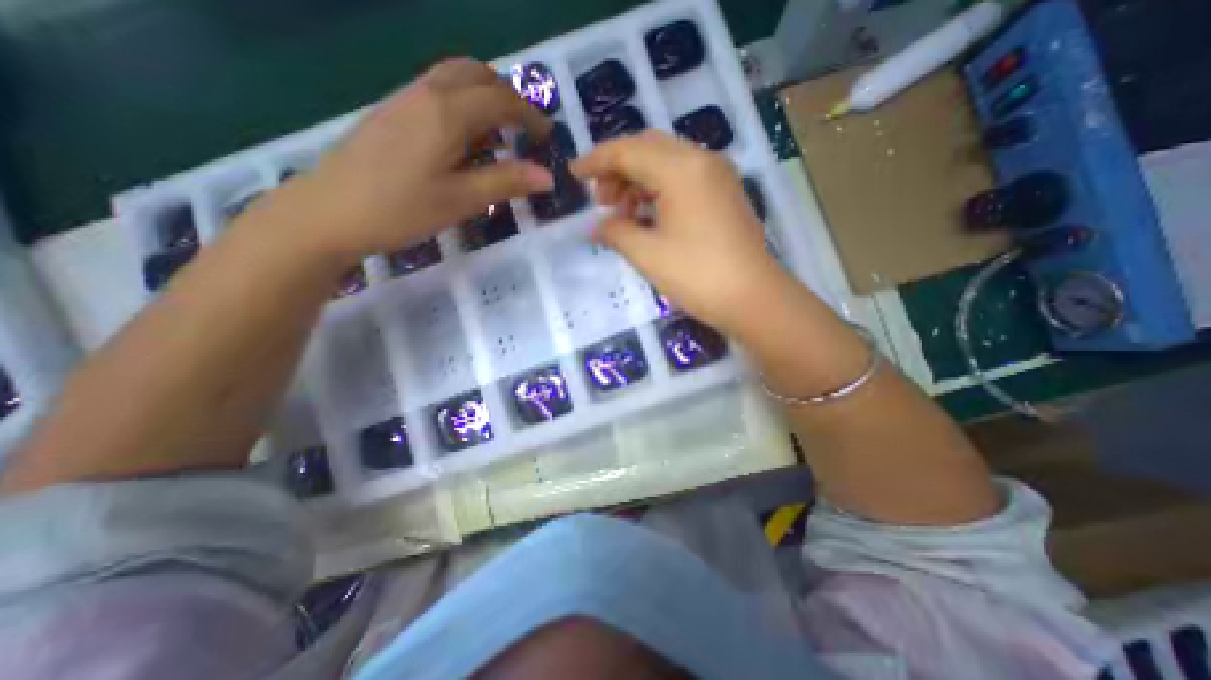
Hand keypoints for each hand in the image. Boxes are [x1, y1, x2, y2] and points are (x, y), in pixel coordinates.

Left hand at [267, 56, 552, 262]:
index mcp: (448, 112)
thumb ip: (506, 182)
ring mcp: (403, 100)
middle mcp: (426, 93)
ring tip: (499, 133)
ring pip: (453, 78)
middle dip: (508, 95)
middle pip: (476, 74)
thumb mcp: (462, 200)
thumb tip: (547, 176)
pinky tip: (463, 138)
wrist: (328, 212)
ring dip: (484, 96)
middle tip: (524, 128)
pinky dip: (461, 103)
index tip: (547, 136)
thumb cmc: (401, 209)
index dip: (530, 115)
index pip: (501, 99)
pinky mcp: (390, 113)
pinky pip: (435, 91)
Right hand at [570, 129, 797, 336]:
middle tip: (601, 201)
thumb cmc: (697, 275)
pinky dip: (659, 190)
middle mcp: (701, 160)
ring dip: (638, 180)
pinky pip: (683, 178)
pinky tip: (648, 215)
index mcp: (680, 168)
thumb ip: (616, 232)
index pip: (628, 151)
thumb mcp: (647, 254)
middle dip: (618, 169)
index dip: (596, 161)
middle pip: (648, 149)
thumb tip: (596, 226)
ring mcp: (717, 176)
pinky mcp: (724, 194)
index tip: (574, 174)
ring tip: (622, 212)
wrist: (753, 298)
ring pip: (666, 162)